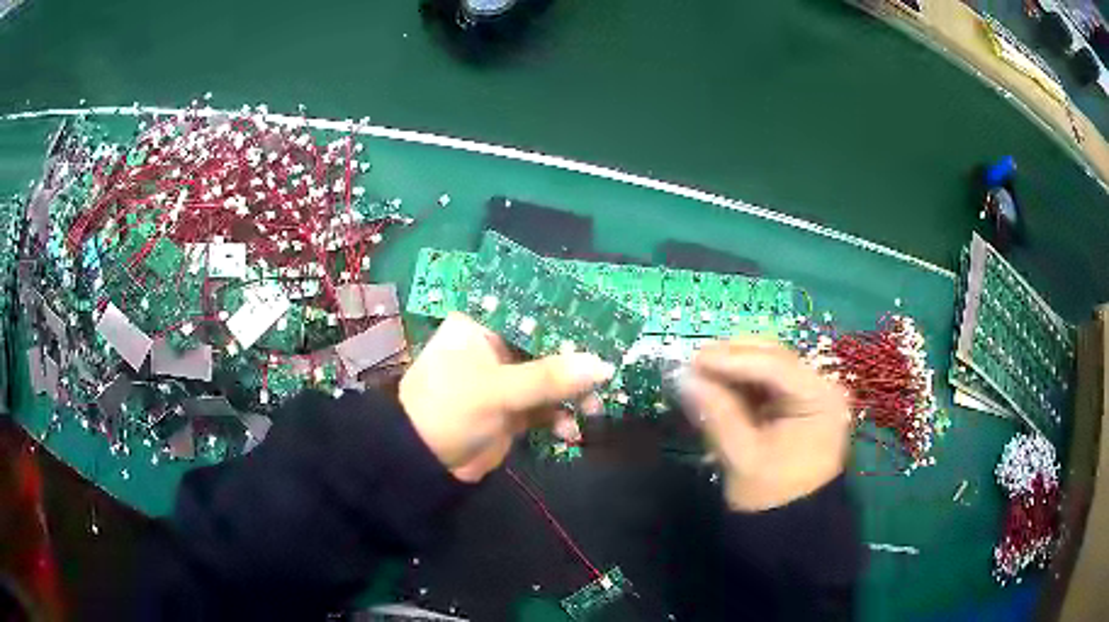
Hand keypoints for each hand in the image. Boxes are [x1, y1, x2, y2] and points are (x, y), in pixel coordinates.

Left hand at [400, 313, 614, 482]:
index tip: (604, 332)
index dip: (568, 323)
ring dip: (572, 395)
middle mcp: (495, 348)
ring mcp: (505, 381)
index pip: (532, 314)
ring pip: (550, 380)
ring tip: (591, 411)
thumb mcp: (497, 390)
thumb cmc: (449, 409)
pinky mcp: (511, 410)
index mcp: (482, 327)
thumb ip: (549, 377)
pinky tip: (568, 433)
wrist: (422, 461)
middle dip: (576, 366)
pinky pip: (545, 408)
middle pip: (547, 348)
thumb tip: (603, 366)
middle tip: (605, 379)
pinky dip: (559, 419)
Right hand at [681, 338, 851, 511]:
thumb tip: (683, 378)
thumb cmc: (772, 498)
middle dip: (731, 358)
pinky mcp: (795, 406)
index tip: (694, 360)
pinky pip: (764, 384)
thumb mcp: (743, 457)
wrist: (791, 531)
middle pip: (773, 358)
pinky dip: (738, 384)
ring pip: (766, 367)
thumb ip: (717, 413)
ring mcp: (809, 395)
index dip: (732, 359)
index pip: (775, 366)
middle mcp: (820, 387)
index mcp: (820, 399)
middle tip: (691, 363)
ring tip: (697, 374)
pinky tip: (714, 386)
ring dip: (732, 369)